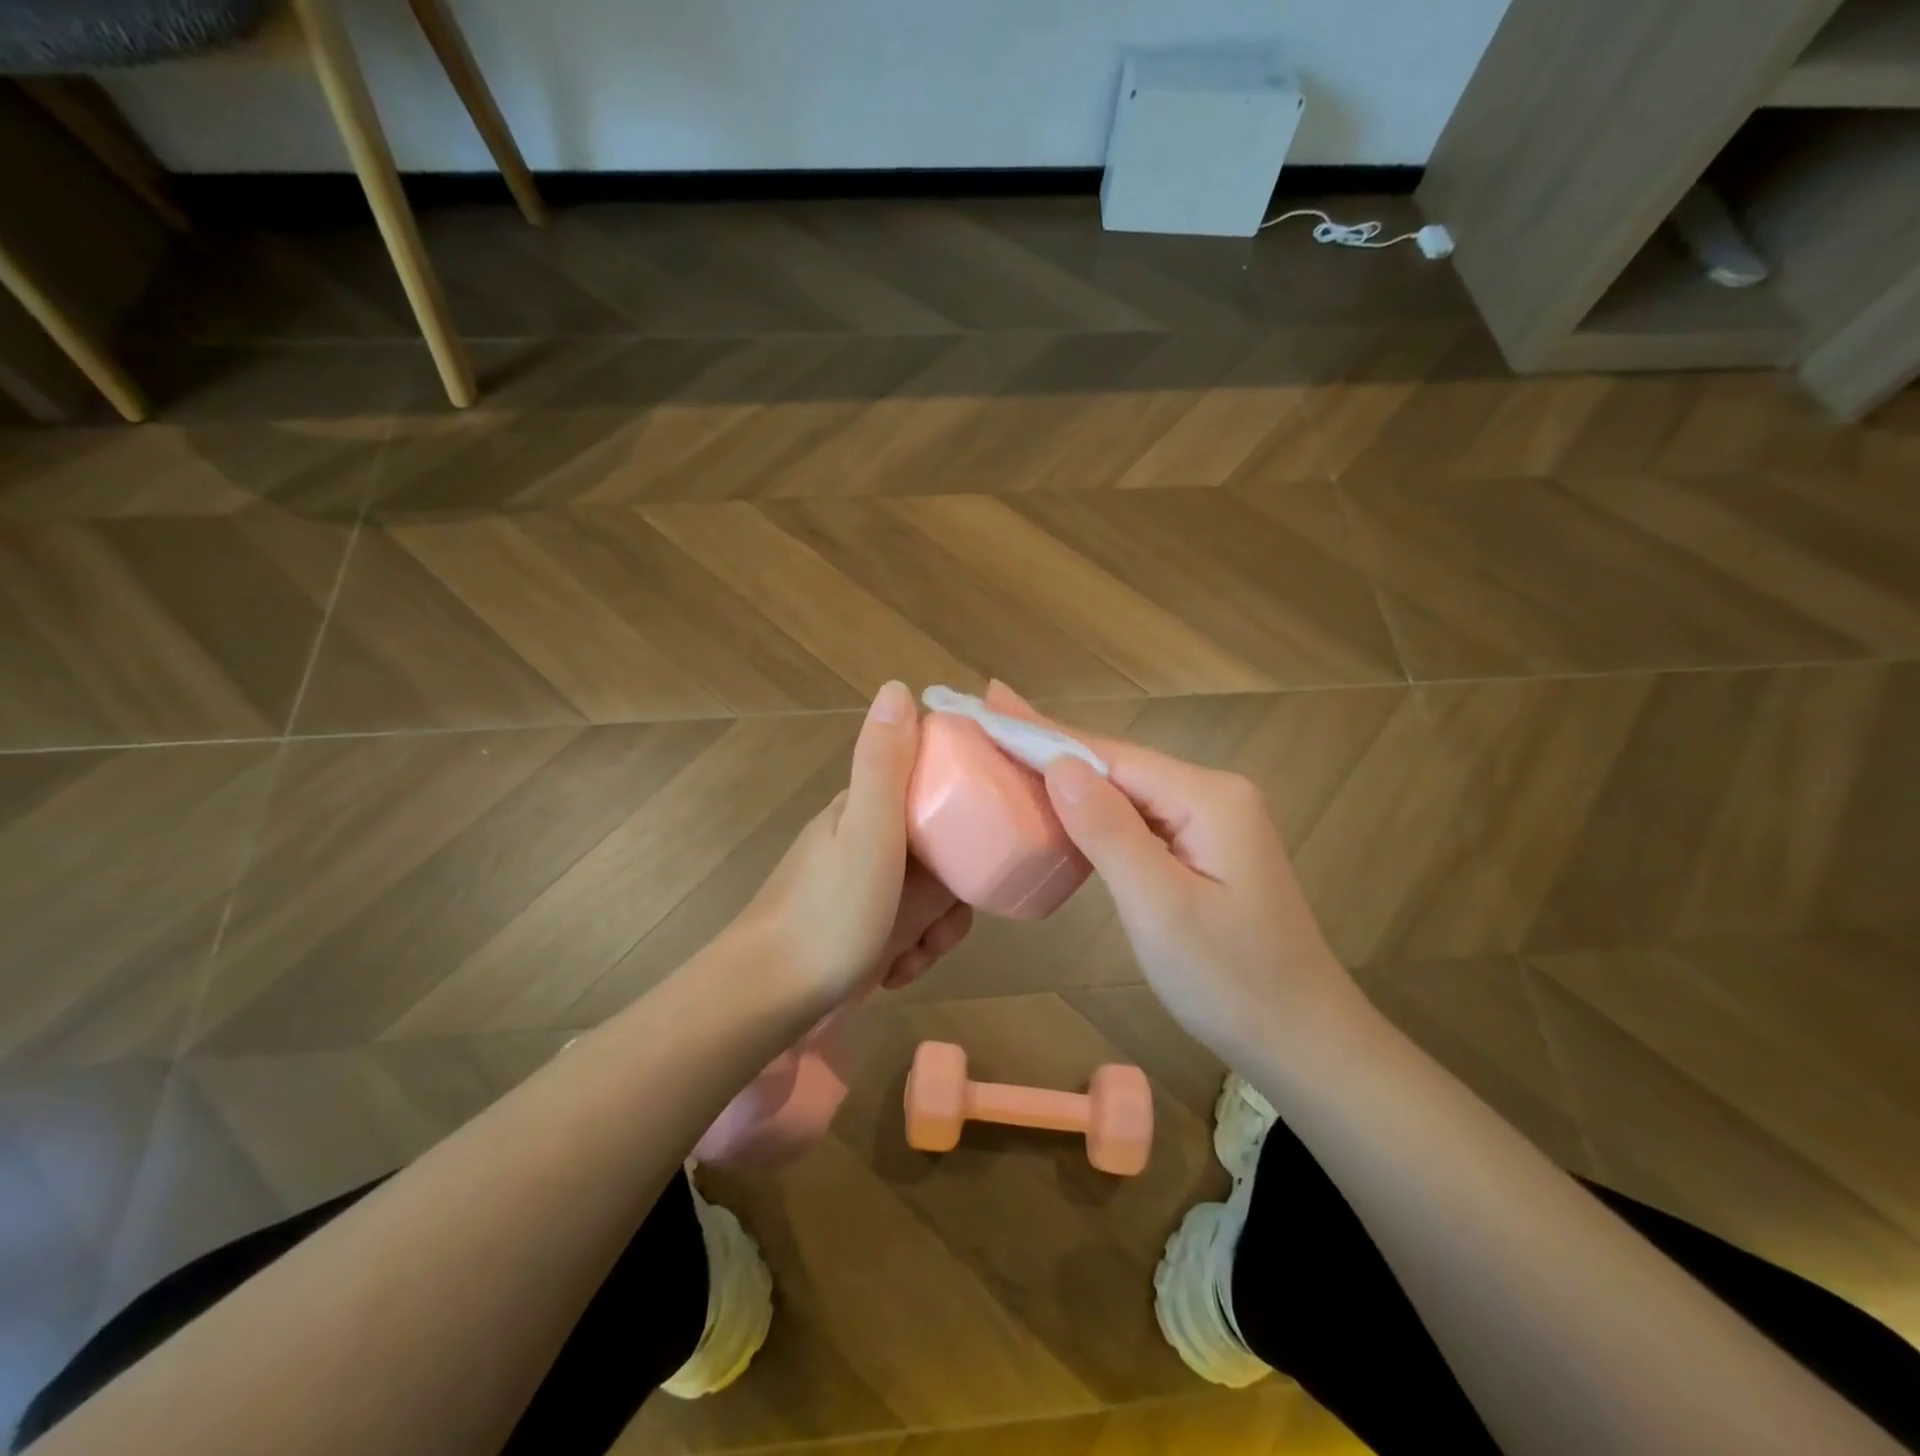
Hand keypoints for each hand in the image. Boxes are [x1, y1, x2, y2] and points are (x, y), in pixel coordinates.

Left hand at [736, 681, 972, 1009]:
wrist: (766, 1000)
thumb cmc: (829, 913)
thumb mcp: (868, 831)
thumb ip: (884, 763)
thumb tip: (897, 687)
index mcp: (866, 807)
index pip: (935, 786)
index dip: (965, 810)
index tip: (983, 843)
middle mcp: (864, 840)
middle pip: (940, 849)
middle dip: (953, 891)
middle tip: (946, 919)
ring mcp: (860, 887)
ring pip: (929, 895)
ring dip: (935, 928)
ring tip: (918, 954)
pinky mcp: (859, 928)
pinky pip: (907, 928)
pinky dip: (911, 951)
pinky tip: (897, 971)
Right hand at [984, 682, 1363, 1057]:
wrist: (1302, 1040)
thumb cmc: (1229, 981)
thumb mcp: (1160, 908)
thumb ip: (1109, 831)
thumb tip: (1060, 765)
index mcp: (1208, 798)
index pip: (1111, 755)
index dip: (1046, 734)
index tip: (993, 704)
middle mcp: (1213, 794)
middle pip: (1118, 764)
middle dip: (1052, 744)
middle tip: (991, 716)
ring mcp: (1212, 821)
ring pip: (1126, 789)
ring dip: (1069, 774)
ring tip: (1012, 748)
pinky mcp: (1205, 847)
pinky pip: (1139, 817)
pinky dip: (1094, 809)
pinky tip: (1062, 802)